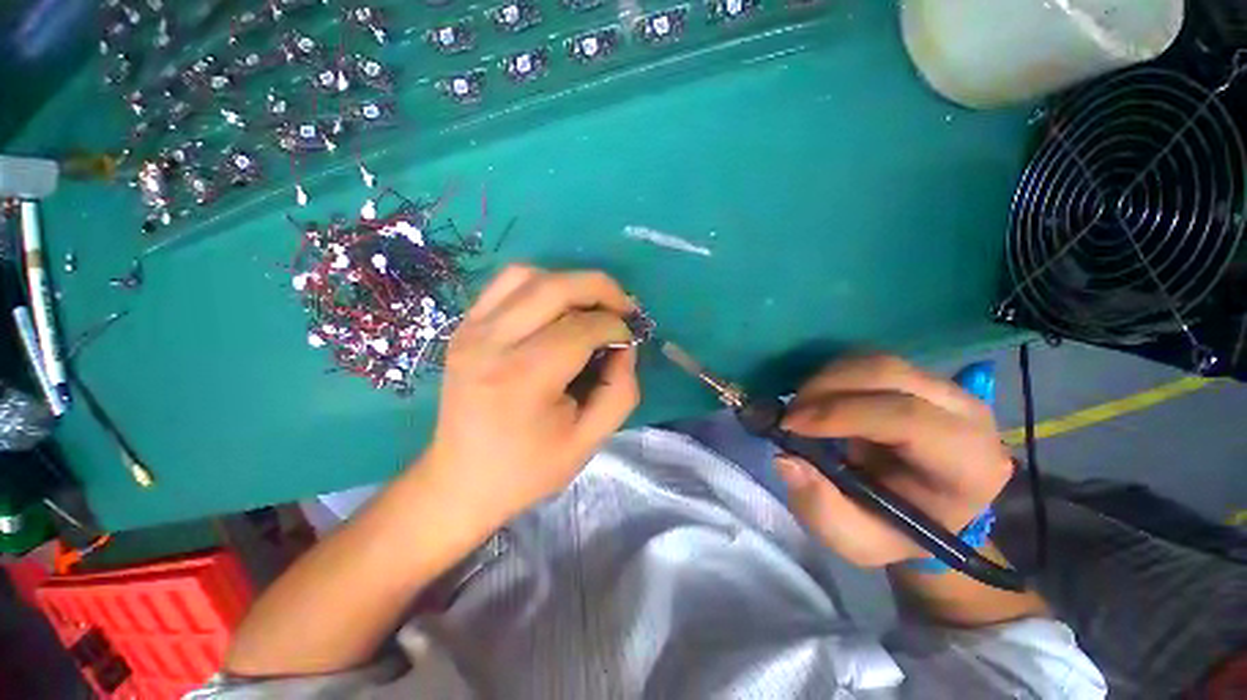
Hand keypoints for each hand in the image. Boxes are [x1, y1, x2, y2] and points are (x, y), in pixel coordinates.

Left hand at [423, 265, 640, 523]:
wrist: (460, 480)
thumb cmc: (527, 468)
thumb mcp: (589, 441)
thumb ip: (620, 390)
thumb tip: (624, 346)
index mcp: (523, 377)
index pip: (582, 328)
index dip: (615, 327)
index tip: (627, 341)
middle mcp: (491, 343)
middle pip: (555, 287)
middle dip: (600, 288)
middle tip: (622, 307)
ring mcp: (471, 330)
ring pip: (528, 275)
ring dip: (569, 283)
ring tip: (590, 307)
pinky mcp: (465, 327)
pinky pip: (506, 283)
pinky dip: (540, 284)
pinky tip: (556, 308)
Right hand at [774, 355, 1012, 567]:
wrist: (922, 510)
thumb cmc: (895, 530)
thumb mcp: (857, 540)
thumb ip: (821, 509)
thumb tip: (786, 460)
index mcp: (969, 465)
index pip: (908, 418)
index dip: (841, 414)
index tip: (791, 425)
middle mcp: (968, 414)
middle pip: (890, 374)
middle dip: (826, 388)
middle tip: (790, 413)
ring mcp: (947, 388)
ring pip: (876, 361)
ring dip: (826, 379)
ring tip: (801, 407)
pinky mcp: (920, 377)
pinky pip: (869, 361)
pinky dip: (833, 374)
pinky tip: (818, 399)